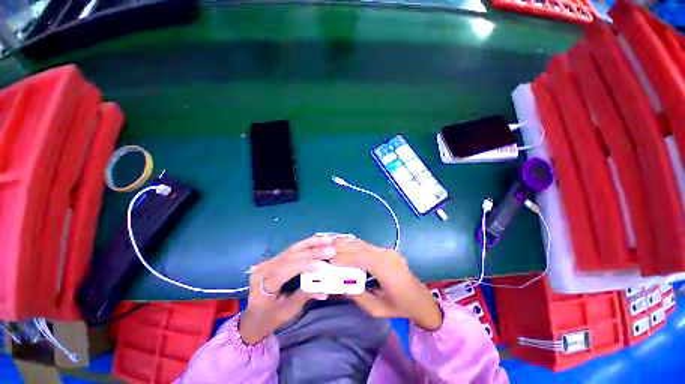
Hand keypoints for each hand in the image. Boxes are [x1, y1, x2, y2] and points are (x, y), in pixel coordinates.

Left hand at [239, 235, 334, 344]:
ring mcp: (268, 262)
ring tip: (328, 240)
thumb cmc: (269, 318)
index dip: (307, 264)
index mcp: (263, 285)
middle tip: (331, 251)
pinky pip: (293, 249)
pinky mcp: (275, 259)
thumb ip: (305, 296)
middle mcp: (264, 268)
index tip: (325, 266)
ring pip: (292, 248)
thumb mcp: (287, 312)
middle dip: (313, 251)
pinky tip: (319, 241)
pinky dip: (307, 244)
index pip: (286, 269)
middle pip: (291, 255)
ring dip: (312, 243)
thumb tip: (325, 288)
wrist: (253, 318)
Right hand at [331, 240, 442, 330]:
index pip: (361, 258)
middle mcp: (387, 255)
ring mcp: (388, 251)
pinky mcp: (387, 251)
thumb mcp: (376, 309)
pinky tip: (344, 245)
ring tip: (331, 246)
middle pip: (360, 248)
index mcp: (387, 270)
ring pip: (363, 244)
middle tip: (326, 251)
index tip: (328, 260)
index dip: (344, 257)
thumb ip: (358, 296)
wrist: (420, 299)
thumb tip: (340, 284)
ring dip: (347, 245)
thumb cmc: (399, 307)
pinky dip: (354, 245)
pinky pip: (367, 246)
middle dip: (342, 249)